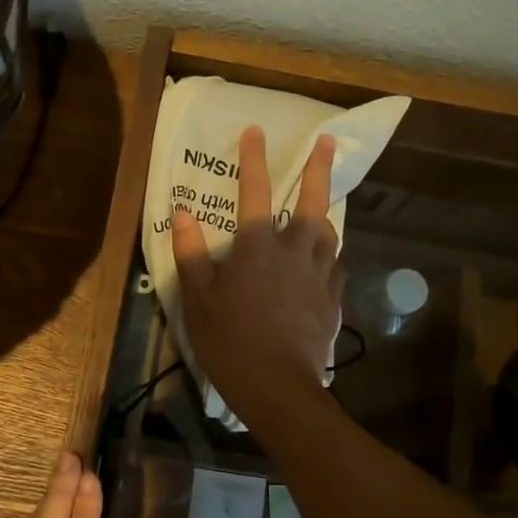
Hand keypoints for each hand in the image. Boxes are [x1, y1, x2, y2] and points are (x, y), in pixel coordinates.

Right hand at [172, 126, 342, 420]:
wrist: (278, 386)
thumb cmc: (230, 341)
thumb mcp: (198, 298)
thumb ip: (191, 253)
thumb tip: (182, 213)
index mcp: (257, 247)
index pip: (254, 192)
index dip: (254, 159)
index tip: (256, 131)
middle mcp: (294, 252)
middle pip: (310, 202)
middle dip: (318, 169)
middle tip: (327, 142)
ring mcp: (319, 276)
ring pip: (329, 234)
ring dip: (327, 211)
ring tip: (325, 201)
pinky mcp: (333, 301)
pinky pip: (335, 267)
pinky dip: (329, 255)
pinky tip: (327, 259)